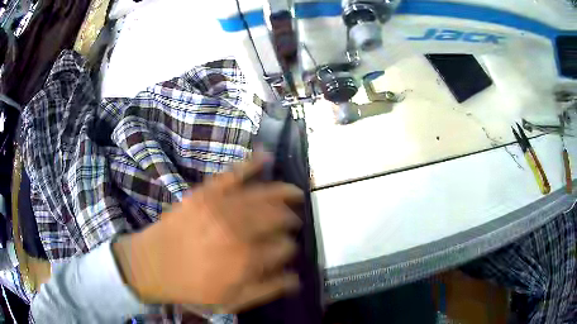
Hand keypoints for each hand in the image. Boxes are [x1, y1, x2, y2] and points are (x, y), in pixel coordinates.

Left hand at [113, 153, 302, 312]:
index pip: (283, 247)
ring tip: (293, 192)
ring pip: (263, 196)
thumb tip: (295, 278)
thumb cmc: (191, 288)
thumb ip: (266, 290)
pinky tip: (266, 155)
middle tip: (292, 221)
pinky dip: (251, 163)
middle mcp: (238, 231)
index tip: (287, 249)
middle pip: (278, 218)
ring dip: (283, 193)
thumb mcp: (230, 301)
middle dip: (290, 220)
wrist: (152, 266)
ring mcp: (220, 208)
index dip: (289, 248)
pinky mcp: (204, 193)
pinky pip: (233, 174)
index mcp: (246, 261)